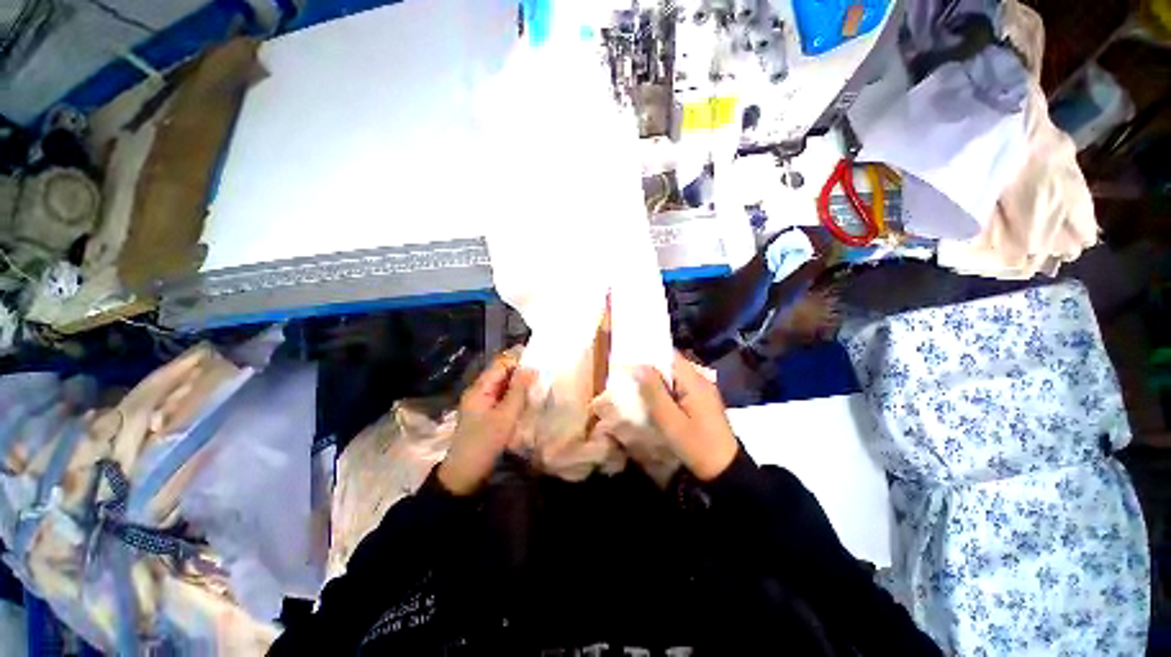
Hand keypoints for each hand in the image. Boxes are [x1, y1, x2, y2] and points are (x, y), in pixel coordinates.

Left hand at [438, 356, 534, 495]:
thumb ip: (518, 391)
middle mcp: (479, 391)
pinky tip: (528, 401)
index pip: (501, 364)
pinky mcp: (487, 414)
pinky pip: (503, 398)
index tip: (540, 363)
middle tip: (543, 376)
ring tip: (539, 386)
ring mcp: (482, 403)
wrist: (465, 475)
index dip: (519, 361)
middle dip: (521, 373)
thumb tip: (530, 367)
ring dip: (520, 386)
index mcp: (479, 388)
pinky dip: (515, 397)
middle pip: (502, 374)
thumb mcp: (505, 417)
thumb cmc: (484, 443)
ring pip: (504, 387)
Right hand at [633, 352, 738, 480]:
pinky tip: (655, 402)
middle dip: (651, 369)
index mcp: (694, 381)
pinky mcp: (702, 402)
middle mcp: (701, 380)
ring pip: (675, 378)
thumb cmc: (695, 445)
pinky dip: (666, 391)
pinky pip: (680, 388)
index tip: (630, 358)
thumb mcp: (669, 420)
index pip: (670, 355)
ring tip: (638, 388)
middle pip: (672, 365)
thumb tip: (639, 365)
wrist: (725, 471)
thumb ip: (654, 391)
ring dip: (658, 381)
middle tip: (630, 376)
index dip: (649, 354)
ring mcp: (703, 391)